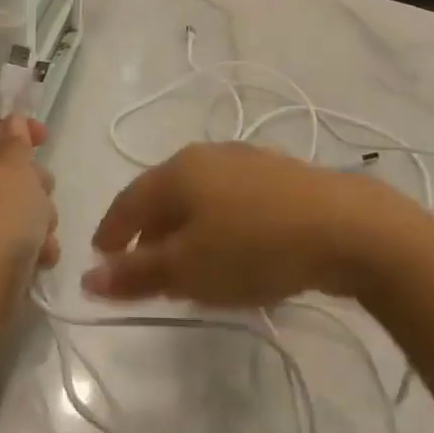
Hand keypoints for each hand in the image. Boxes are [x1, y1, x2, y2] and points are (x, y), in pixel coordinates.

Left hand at [0, 116, 58, 282]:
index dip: (13, 124)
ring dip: (41, 215)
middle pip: (9, 170)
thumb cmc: (0, 218)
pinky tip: (41, 256)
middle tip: (42, 188)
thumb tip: (10, 120)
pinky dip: (35, 245)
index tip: (43, 137)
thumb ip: (17, 142)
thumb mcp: (15, 169)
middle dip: (36, 179)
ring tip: (43, 230)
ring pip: (21, 206)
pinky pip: (22, 239)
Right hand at [85, 143, 424, 305]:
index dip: (110, 232)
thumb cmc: (253, 246)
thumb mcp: (187, 268)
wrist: (346, 227)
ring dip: (187, 232)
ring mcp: (249, 161)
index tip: (100, 261)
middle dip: (150, 234)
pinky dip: (220, 227)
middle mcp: (209, 155)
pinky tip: (234, 252)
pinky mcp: (281, 176)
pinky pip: (233, 202)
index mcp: (178, 169)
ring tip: (189, 268)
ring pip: (201, 198)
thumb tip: (87, 277)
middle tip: (144, 272)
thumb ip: (136, 274)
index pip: (128, 200)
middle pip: (165, 196)